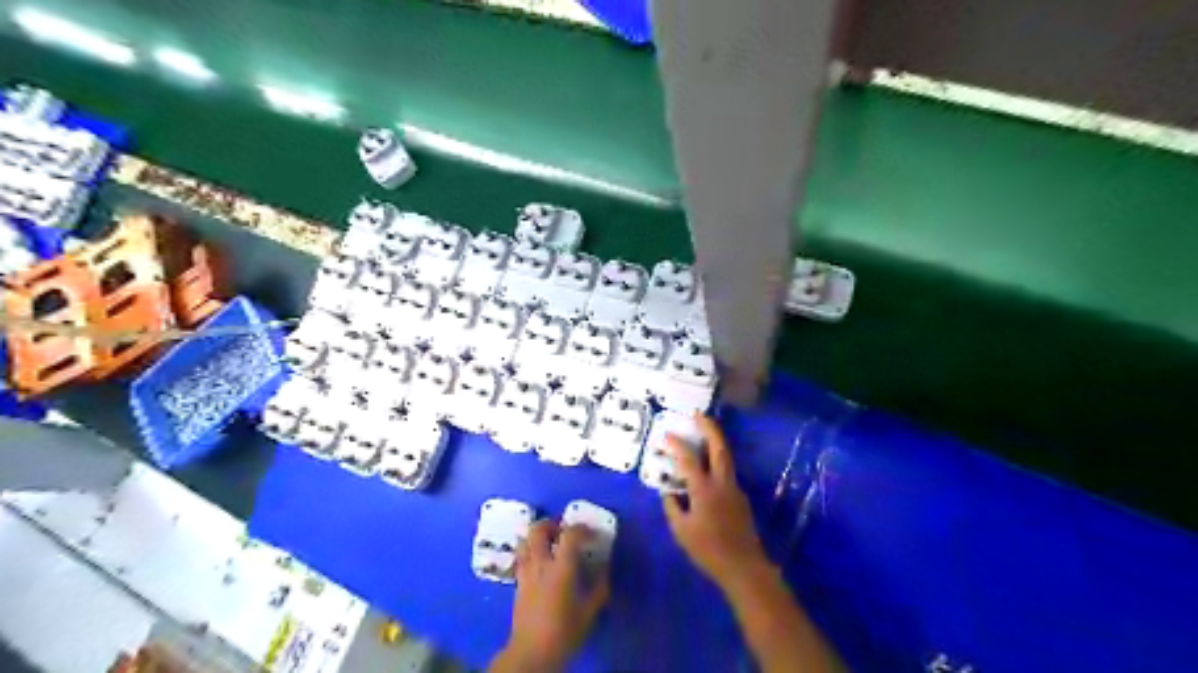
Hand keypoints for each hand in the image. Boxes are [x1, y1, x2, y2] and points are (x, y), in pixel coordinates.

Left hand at [490, 521, 611, 667]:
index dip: (582, 529)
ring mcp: (526, 571)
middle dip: (552, 524)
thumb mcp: (590, 611)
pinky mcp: (517, 582)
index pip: (570, 533)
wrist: (532, 652)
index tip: (591, 535)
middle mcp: (540, 563)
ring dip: (538, 536)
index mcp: (561, 567)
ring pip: (525, 540)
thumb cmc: (564, 632)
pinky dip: (531, 551)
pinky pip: (521, 556)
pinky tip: (541, 563)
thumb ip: (599, 586)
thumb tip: (604, 567)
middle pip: (538, 529)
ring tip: (550, 543)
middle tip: (564, 531)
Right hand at [664, 412, 767, 591]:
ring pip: (726, 457)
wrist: (744, 566)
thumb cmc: (708, 550)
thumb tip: (668, 492)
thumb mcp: (681, 531)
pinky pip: (727, 472)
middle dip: (709, 427)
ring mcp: (734, 489)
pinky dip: (717, 461)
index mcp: (704, 489)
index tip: (666, 435)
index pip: (688, 459)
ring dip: (715, 441)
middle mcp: (722, 482)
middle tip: (698, 414)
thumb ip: (673, 507)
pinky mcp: (740, 498)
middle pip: (719, 447)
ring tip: (703, 433)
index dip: (676, 445)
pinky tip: (707, 468)